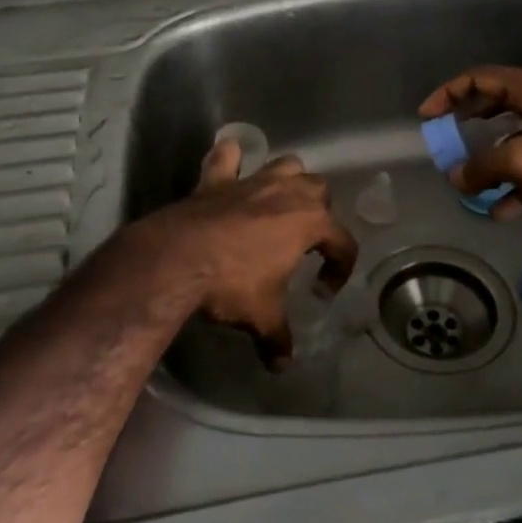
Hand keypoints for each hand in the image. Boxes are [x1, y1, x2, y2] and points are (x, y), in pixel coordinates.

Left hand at [132, 139, 357, 369]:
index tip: (324, 290)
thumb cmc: (232, 285)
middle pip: (320, 190)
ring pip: (287, 165)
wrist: (178, 259)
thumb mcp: (261, 317)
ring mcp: (251, 182)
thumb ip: (277, 339)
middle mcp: (287, 194)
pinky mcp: (217, 180)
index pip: (343, 242)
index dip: (341, 267)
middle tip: (306, 241)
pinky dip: (231, 158)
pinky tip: (232, 162)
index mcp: (309, 224)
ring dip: (290, 179)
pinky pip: (227, 157)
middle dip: (320, 212)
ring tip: (282, 202)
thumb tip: (282, 366)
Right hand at [418, 66, 521, 229]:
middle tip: (444, 142)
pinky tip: (498, 211)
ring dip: (489, 161)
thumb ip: (483, 166)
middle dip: (467, 125)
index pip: (481, 79)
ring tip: (467, 182)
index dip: (449, 93)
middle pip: (495, 106)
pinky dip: (513, 188)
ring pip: (512, 141)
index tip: (427, 117)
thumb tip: (456, 176)